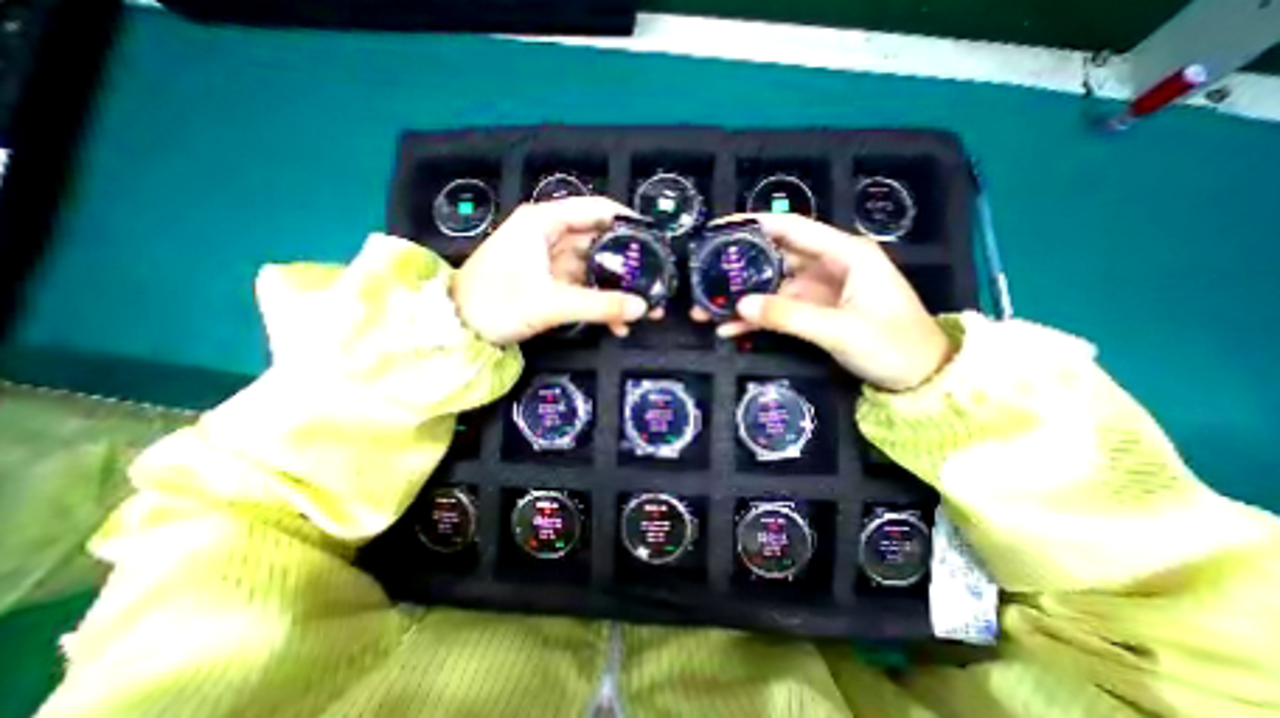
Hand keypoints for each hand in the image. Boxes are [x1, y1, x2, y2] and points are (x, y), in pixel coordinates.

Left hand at [448, 193, 650, 340]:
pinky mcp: (549, 283)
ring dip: (616, 290)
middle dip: (627, 266)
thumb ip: (599, 305)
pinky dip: (599, 303)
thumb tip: (642, 308)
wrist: (457, 329)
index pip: (596, 210)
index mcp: (544, 223)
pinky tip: (617, 323)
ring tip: (643, 310)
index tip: (654, 239)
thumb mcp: (551, 303)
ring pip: (593, 269)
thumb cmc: (496, 303)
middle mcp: (549, 236)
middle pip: (599, 243)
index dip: (628, 222)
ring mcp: (549, 261)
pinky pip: (582, 288)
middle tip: (654, 282)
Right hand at [695, 213, 955, 391]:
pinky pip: (777, 311)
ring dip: (740, 300)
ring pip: (771, 288)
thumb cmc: (894, 345)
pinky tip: (728, 329)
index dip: (754, 225)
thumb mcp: (840, 330)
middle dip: (738, 269)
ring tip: (705, 310)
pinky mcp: (813, 313)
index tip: (719, 228)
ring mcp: (818, 291)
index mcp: (845, 254)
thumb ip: (789, 315)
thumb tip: (741, 304)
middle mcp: (828, 266)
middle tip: (703, 276)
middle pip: (774, 259)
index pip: (792, 228)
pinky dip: (755, 319)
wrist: (921, 379)